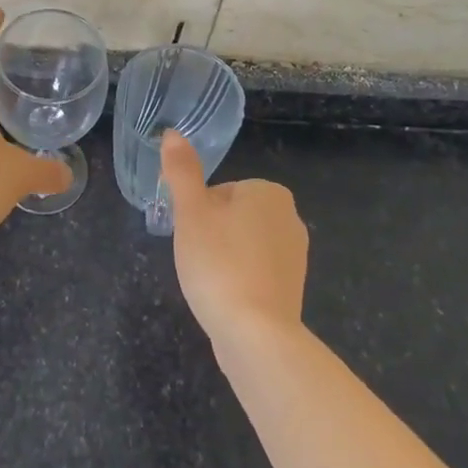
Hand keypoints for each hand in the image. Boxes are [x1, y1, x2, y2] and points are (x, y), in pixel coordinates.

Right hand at [163, 129, 308, 353]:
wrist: (256, 334)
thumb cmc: (219, 264)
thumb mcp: (191, 212)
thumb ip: (182, 171)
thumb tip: (172, 133)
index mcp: (269, 192)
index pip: (219, 192)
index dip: (199, 215)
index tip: (193, 238)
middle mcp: (290, 217)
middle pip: (232, 217)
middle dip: (212, 236)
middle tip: (199, 261)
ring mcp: (295, 255)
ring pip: (242, 245)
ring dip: (224, 260)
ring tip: (211, 282)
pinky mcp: (293, 287)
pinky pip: (255, 273)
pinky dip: (239, 281)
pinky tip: (227, 300)